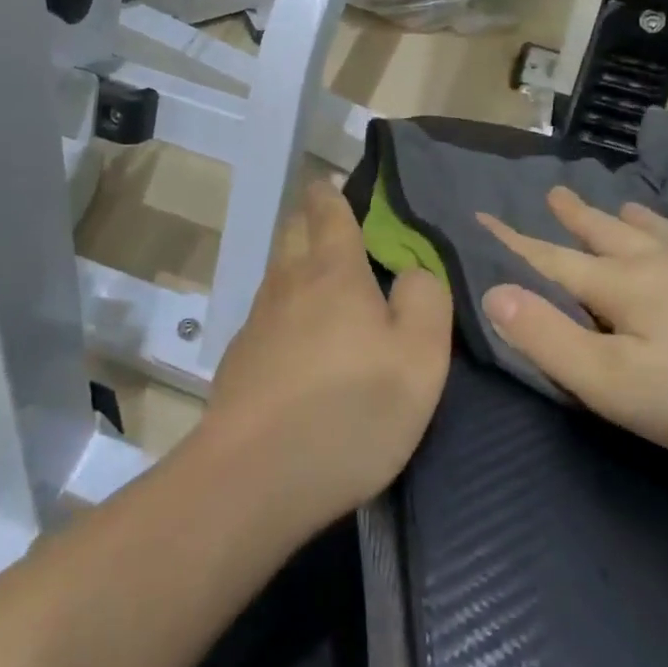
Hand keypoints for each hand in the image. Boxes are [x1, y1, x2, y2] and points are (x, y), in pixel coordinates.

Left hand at [204, 181, 453, 527]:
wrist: (254, 480)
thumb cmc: (350, 410)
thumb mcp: (420, 356)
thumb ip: (426, 299)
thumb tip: (413, 271)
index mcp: (332, 271)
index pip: (327, 209)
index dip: (334, 192)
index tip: (344, 185)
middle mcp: (288, 284)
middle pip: (293, 231)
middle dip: (313, 219)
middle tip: (345, 232)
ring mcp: (257, 322)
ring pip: (278, 273)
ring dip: (300, 265)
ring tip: (330, 284)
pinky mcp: (240, 362)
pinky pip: (269, 316)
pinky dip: (287, 311)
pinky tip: (303, 342)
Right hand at [478, 187, 667, 463]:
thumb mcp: (620, 385)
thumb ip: (551, 339)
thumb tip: (493, 292)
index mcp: (620, 287)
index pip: (548, 259)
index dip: (510, 241)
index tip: (479, 215)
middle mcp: (658, 259)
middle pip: (602, 231)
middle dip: (571, 216)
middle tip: (551, 192)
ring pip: (653, 228)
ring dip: (623, 216)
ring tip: (612, 203)